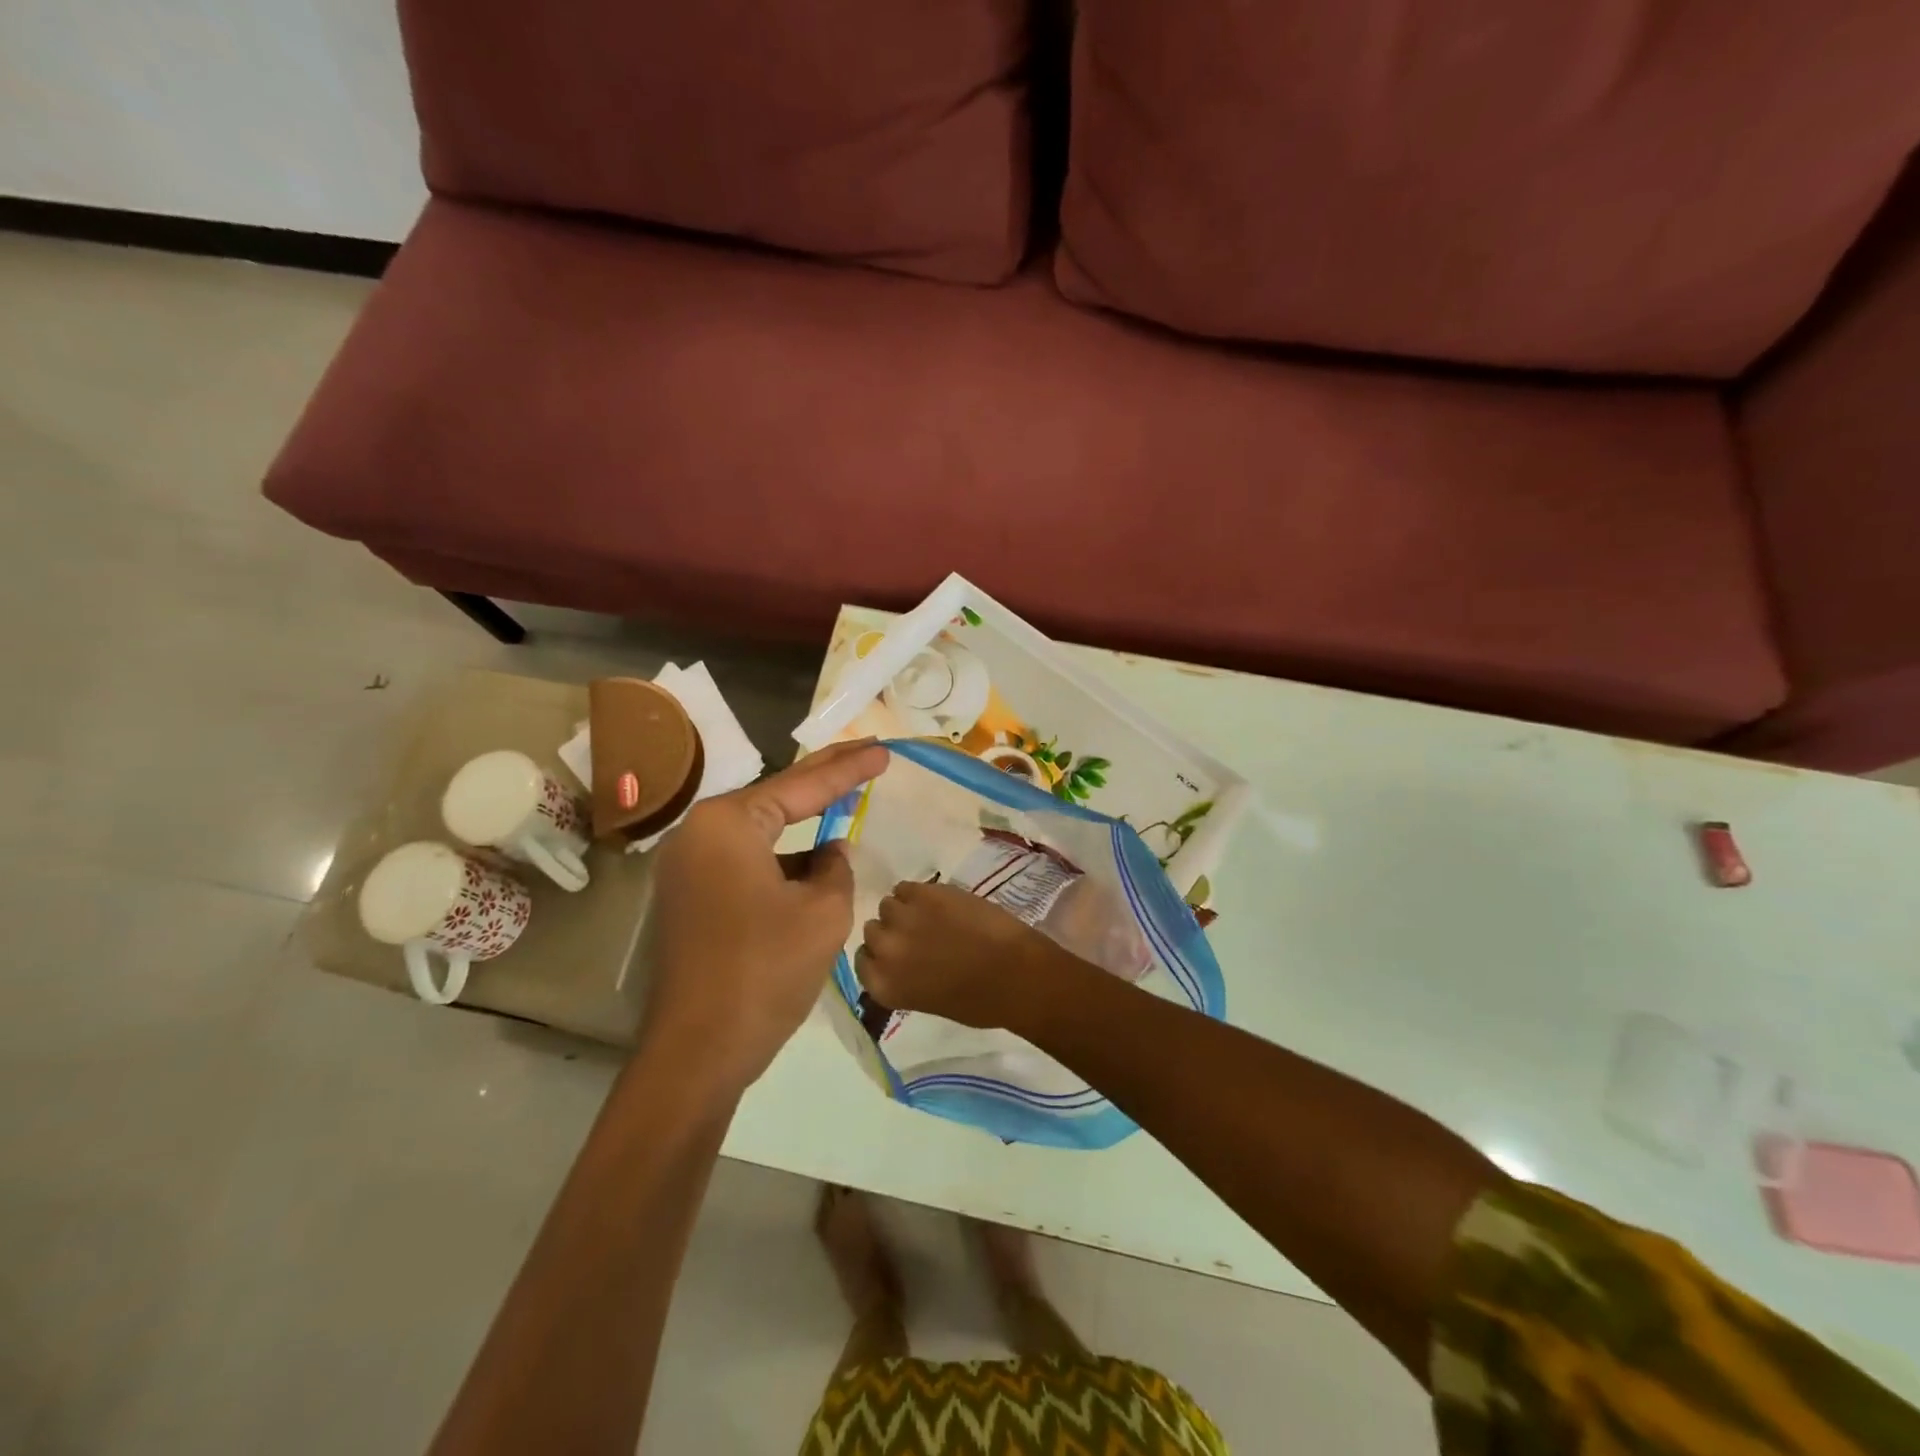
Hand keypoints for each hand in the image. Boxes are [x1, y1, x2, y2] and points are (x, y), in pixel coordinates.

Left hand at [642, 739, 888, 1092]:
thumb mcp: (824, 912)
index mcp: (727, 824)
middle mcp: (698, 834)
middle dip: (824, 777)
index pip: (802, 786)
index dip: (849, 769)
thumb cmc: (765, 970)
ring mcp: (688, 868)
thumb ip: (836, 868)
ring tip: (844, 800)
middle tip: (866, 751)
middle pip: (776, 797)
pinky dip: (782, 861)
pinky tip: (814, 863)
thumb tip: (829, 853)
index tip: (884, 751)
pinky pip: (746, 863)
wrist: (698, 1052)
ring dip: (803, 825)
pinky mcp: (690, 899)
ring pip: (761, 834)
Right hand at [854, 880, 1068, 1032]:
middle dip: (892, 932)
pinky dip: (918, 893)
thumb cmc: (978, 1001)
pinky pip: (906, 886)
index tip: (897, 954)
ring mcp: (902, 918)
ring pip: (888, 905)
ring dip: (904, 910)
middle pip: (872, 930)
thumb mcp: (926, 1000)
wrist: (1014, 973)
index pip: (861, 961)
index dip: (880, 955)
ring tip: (929, 915)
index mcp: (883, 985)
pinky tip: (939, 902)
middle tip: (917, 935)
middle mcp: (883, 951)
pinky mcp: (924, 892)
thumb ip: (902, 978)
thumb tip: (897, 960)